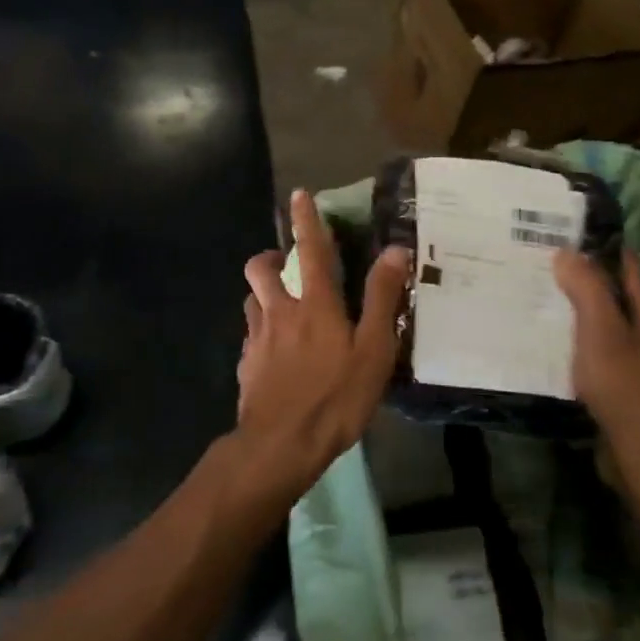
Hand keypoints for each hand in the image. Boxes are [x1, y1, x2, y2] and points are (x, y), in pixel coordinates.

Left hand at [234, 190, 409, 499]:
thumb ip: (382, 299)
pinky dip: (260, 334)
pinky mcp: (245, 366)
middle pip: (260, 269)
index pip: (310, 250)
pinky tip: (274, 354)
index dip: (306, 220)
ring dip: (262, 295)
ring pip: (251, 301)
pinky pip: (250, 337)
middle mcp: (279, 312)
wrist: (280, 445)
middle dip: (268, 257)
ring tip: (280, 308)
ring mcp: (256, 339)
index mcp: (314, 305)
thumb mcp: (373, 351)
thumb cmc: (335, 398)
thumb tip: (394, 251)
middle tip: (282, 263)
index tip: (298, 195)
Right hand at [553, 248, 639, 486]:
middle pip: (620, 301)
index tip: (579, 234)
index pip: (632, 272)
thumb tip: (567, 252)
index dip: (609, 251)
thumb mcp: (601, 330)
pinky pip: (601, 357)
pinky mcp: (626, 393)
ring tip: (545, 304)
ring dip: (583, 317)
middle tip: (550, 267)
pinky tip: (557, 349)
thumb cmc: (624, 384)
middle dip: (591, 283)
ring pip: (609, 331)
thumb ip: (587, 289)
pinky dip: (581, 346)